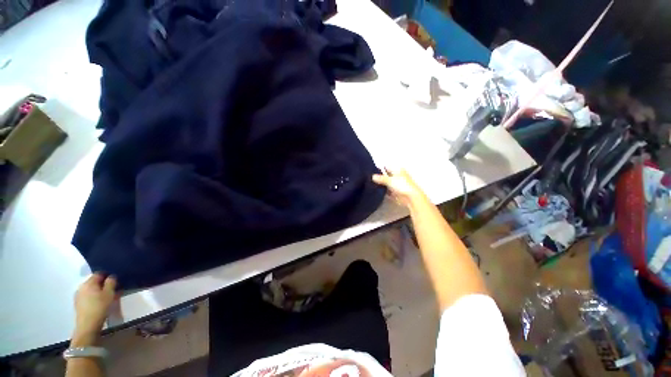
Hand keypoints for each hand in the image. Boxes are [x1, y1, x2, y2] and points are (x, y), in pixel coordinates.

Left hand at [72, 273, 116, 345]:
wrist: (88, 325)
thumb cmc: (100, 306)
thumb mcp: (109, 293)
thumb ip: (111, 282)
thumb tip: (112, 277)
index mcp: (89, 282)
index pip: (99, 273)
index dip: (108, 275)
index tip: (116, 280)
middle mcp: (82, 287)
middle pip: (94, 282)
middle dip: (103, 284)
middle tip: (113, 289)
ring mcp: (78, 296)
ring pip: (91, 290)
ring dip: (99, 291)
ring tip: (108, 297)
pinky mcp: (79, 304)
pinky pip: (88, 296)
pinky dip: (95, 297)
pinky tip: (100, 303)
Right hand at [372, 168, 426, 207]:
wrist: (411, 198)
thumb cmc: (402, 185)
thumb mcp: (390, 180)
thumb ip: (381, 178)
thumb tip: (372, 176)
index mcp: (397, 170)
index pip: (386, 167)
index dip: (379, 169)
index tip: (370, 171)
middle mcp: (396, 176)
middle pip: (385, 175)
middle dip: (379, 177)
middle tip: (369, 179)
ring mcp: (396, 185)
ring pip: (386, 183)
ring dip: (380, 185)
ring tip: (371, 185)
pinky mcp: (395, 193)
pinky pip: (387, 191)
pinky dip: (383, 192)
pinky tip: (376, 192)